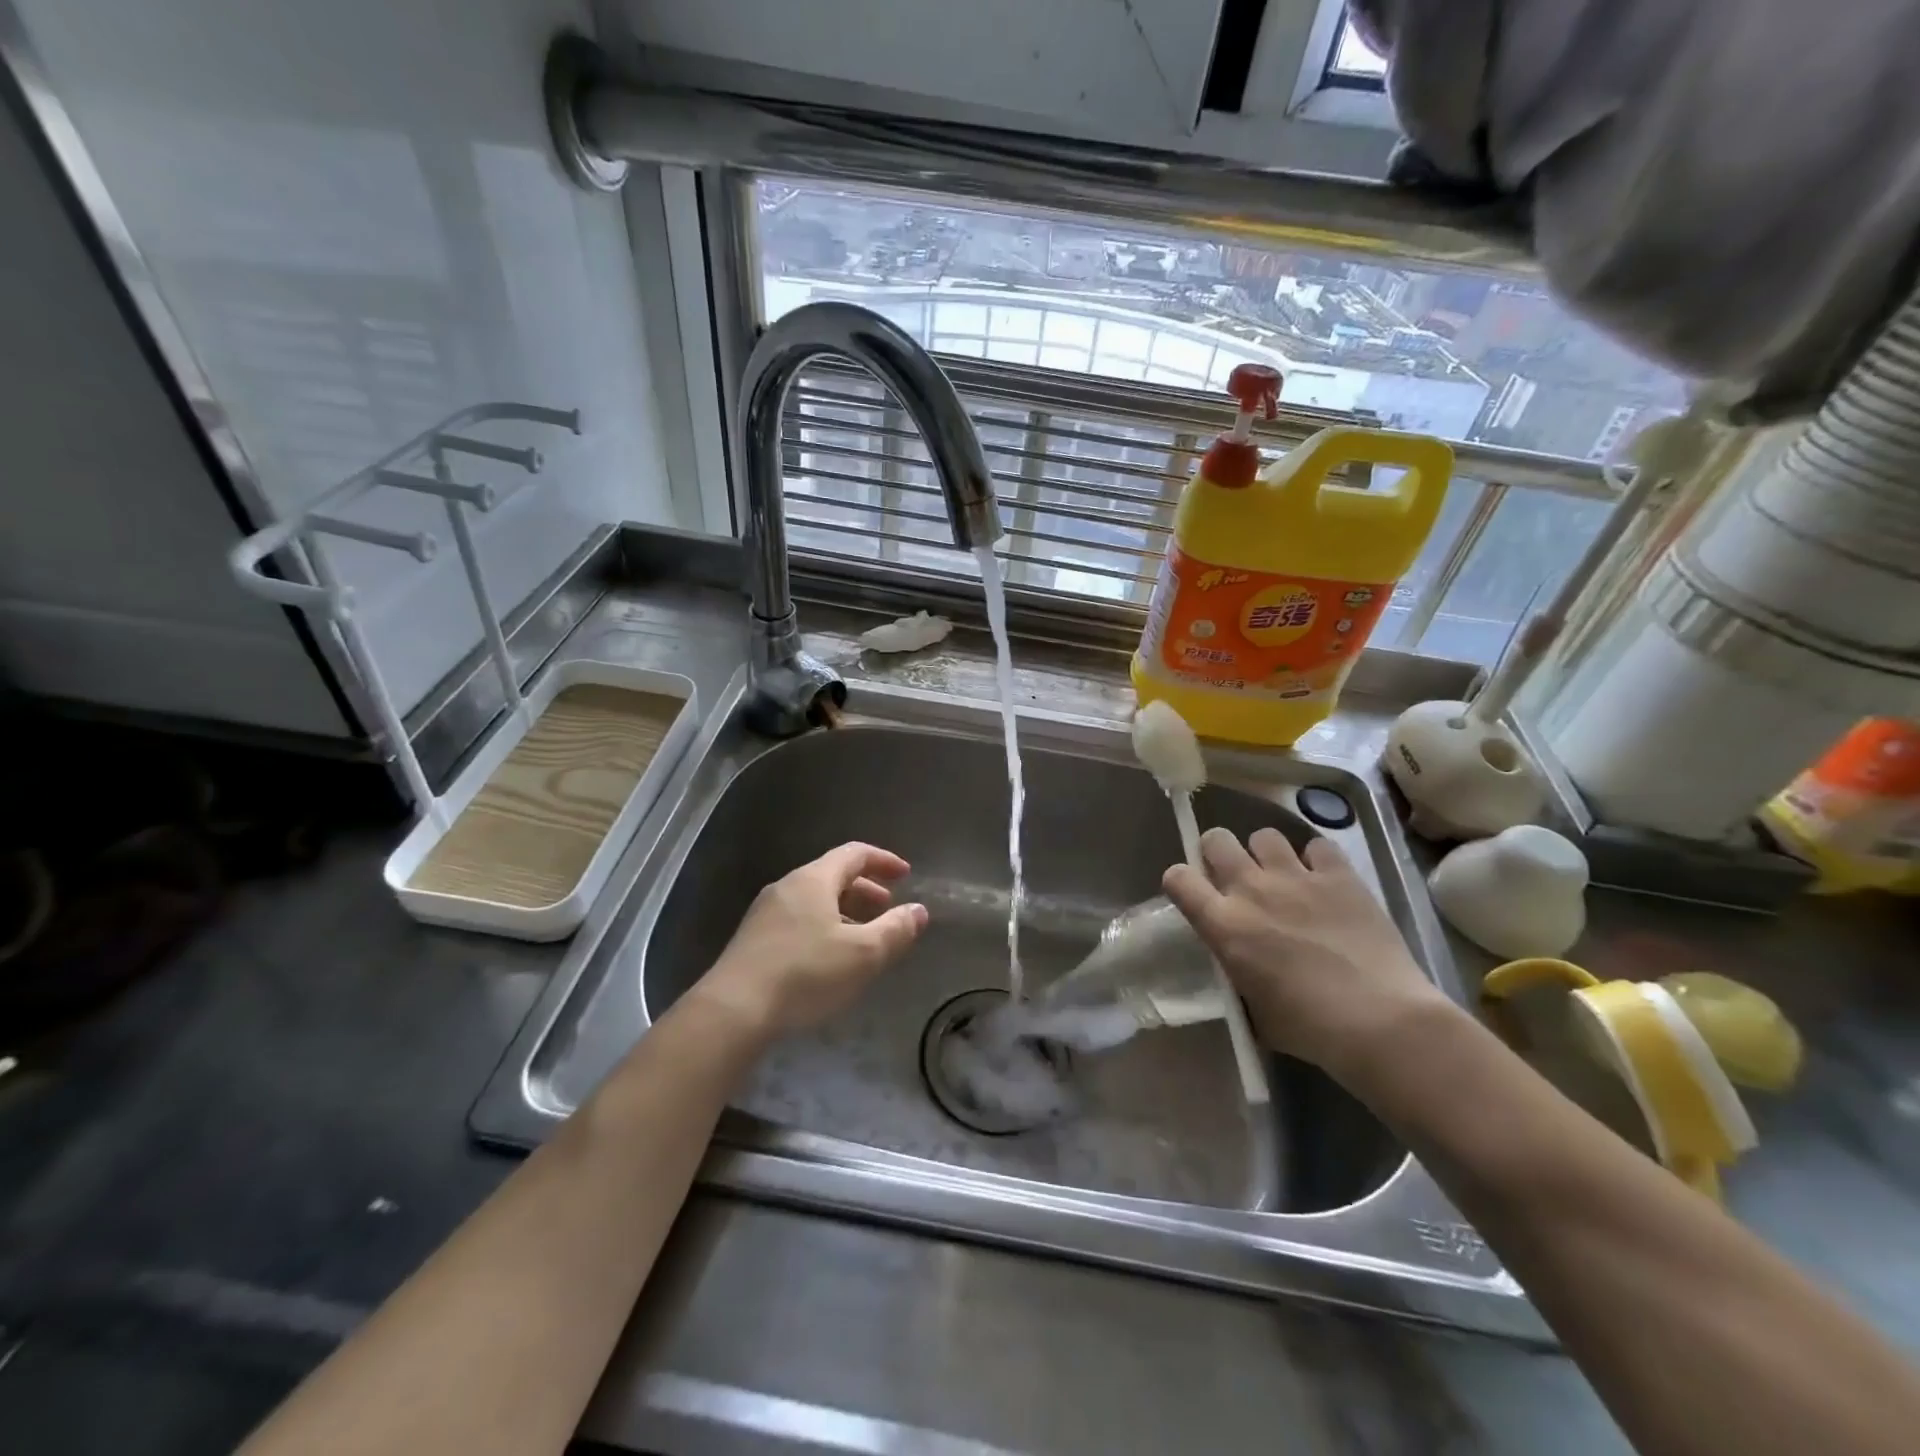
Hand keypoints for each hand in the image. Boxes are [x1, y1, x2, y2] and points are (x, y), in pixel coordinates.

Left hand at [694, 842, 927, 1039]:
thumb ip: (895, 930)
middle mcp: (787, 887)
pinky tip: (829, 957)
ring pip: (814, 900)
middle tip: (887, 908)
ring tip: (863, 936)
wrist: (732, 1011)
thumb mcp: (863, 954)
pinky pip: (798, 919)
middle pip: (832, 875)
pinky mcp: (753, 940)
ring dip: (844, 910)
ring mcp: (765, 913)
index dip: (883, 860)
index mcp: (813, 880)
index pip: (854, 853)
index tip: (906, 875)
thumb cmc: (805, 974)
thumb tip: (919, 911)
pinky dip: (823, 926)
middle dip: (865, 888)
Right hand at [1163, 827, 1457, 1075]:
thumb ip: (1236, 971)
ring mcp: (1296, 877)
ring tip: (1282, 876)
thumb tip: (1238, 962)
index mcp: (1224, 925)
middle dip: (1218, 853)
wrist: (1380, 1021)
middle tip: (1235, 877)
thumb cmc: (1309, 1028)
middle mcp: (1251, 889)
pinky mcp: (1339, 875)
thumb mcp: (1252, 1007)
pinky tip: (1325, 880)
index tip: (1194, 895)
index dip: (1182, 881)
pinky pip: (1317, 845)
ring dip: (1266, 854)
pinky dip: (1316, 859)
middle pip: (1216, 839)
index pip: (1178, 878)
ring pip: (1264, 835)